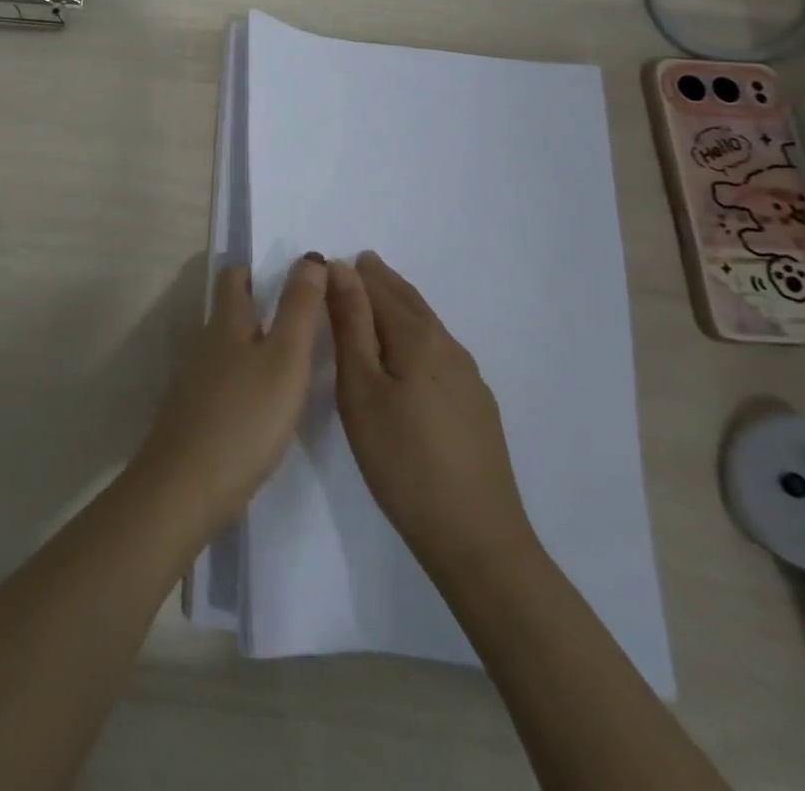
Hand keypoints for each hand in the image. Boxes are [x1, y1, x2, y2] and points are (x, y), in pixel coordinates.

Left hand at [133, 257, 326, 543]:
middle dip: (258, 305)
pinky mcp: (195, 413)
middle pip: (229, 313)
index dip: (255, 269)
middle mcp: (205, 344)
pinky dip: (246, 376)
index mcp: (226, 324)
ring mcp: (195, 380)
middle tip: (301, 314)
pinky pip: (224, 380)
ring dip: (254, 343)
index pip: (234, 279)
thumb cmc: (244, 416)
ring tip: (292, 357)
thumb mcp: (284, 359)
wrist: (187, 485)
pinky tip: (265, 401)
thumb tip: (309, 257)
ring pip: (227, 348)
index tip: (287, 273)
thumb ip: (299, 309)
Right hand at [326, 252, 539, 578]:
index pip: (379, 288)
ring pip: (427, 326)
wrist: (476, 540)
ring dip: (399, 306)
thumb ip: (350, 324)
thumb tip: (341, 268)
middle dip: (380, 281)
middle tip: (355, 264)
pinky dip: (415, 334)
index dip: (352, 275)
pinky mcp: (478, 407)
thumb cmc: (401, 459)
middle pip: (409, 301)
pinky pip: (439, 351)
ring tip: (375, 298)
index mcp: (418, 338)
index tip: (326, 266)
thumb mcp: (360, 388)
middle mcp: (449, 348)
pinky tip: (408, 352)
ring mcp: (470, 379)